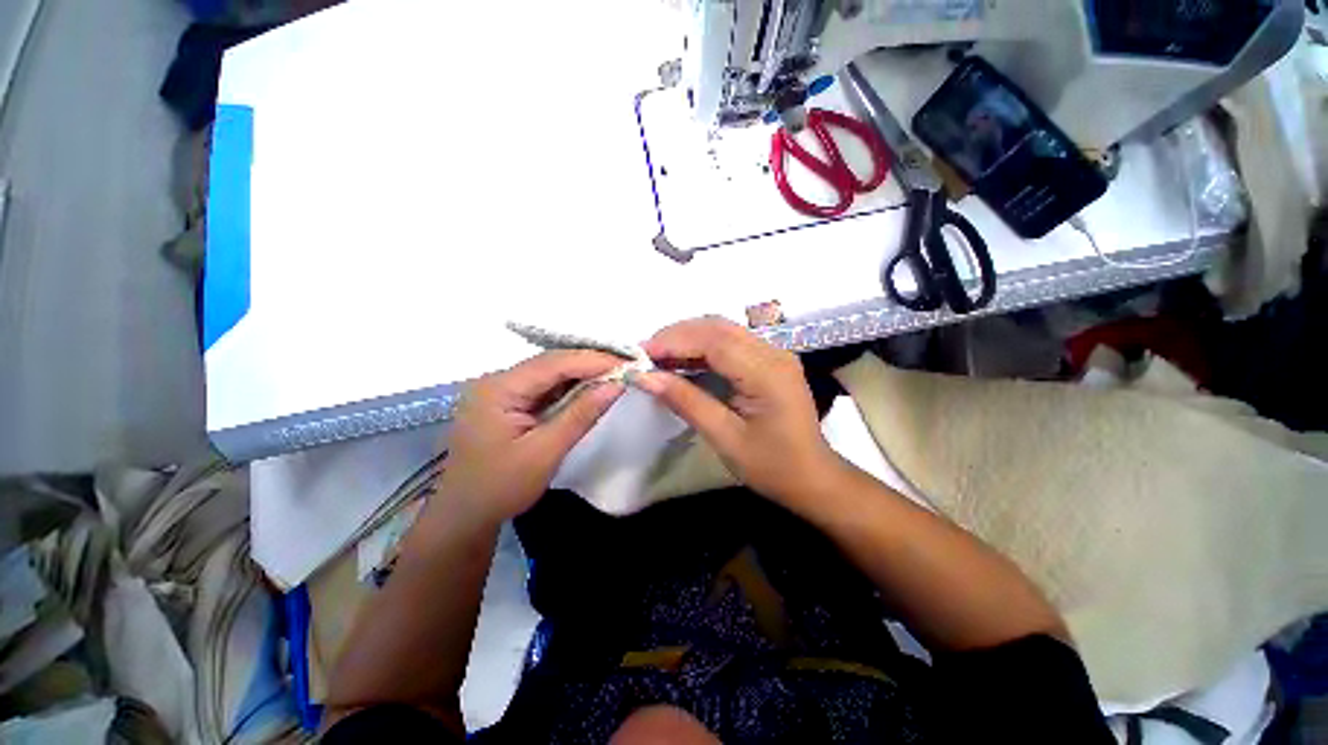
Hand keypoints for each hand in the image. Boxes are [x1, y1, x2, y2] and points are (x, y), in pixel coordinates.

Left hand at [437, 351, 624, 522]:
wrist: (464, 516)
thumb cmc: (501, 488)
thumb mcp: (545, 452)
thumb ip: (581, 414)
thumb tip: (616, 384)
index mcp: (499, 389)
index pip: (553, 363)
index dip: (593, 360)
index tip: (627, 364)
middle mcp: (497, 380)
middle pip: (551, 363)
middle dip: (589, 364)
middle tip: (626, 367)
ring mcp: (501, 390)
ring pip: (549, 373)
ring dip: (582, 375)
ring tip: (615, 375)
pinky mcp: (508, 402)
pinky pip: (544, 387)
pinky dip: (569, 388)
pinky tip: (590, 389)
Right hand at [636, 317, 843, 503]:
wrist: (812, 477)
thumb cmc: (772, 465)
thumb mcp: (725, 437)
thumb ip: (686, 401)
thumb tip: (644, 377)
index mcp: (767, 372)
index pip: (714, 341)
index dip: (674, 341)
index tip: (640, 354)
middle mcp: (774, 352)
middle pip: (717, 327)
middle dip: (677, 335)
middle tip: (645, 355)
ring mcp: (774, 353)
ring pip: (723, 331)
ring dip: (688, 339)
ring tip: (657, 358)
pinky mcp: (769, 360)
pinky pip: (730, 344)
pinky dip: (702, 348)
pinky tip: (683, 362)